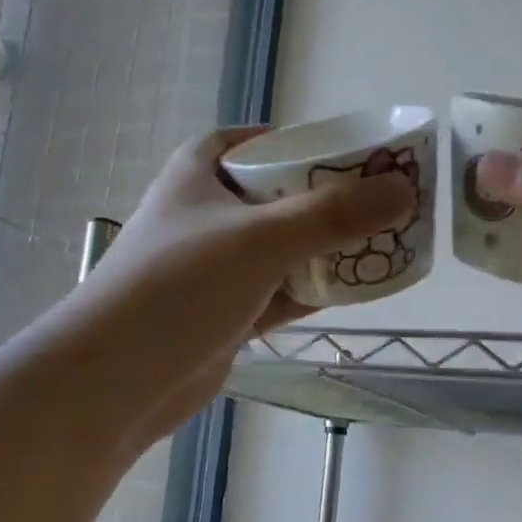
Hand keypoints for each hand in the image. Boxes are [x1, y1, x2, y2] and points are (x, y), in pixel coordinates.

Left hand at [65, 128, 413, 443]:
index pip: (265, 141)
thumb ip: (334, 214)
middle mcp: (210, 212)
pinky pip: (283, 291)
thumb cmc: (179, 286)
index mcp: (203, 171)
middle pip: (284, 195)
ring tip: (388, 244)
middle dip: (334, 200)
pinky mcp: (228, 312)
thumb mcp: (260, 239)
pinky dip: (317, 289)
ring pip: (287, 247)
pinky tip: (360, 289)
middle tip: (390, 203)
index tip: (362, 155)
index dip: (312, 143)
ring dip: (330, 248)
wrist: (117, 380)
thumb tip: (404, 191)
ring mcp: (218, 266)